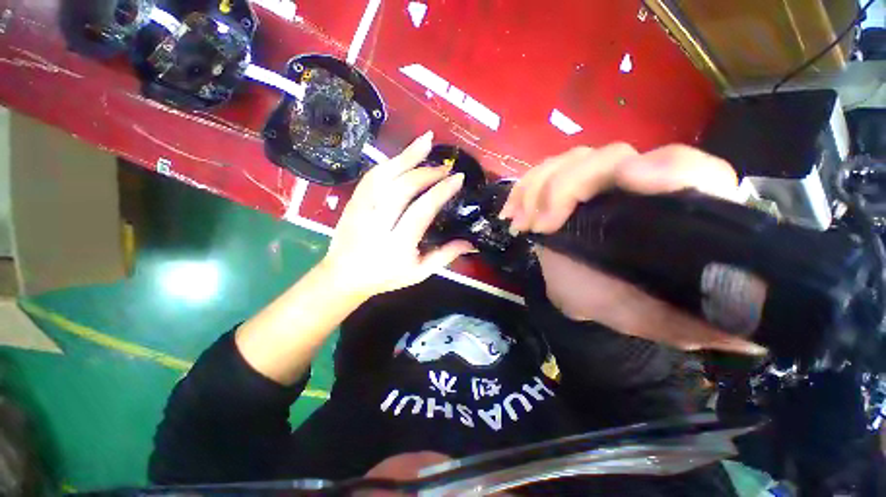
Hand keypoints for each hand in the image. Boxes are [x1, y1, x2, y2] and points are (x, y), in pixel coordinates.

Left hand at [319, 132, 474, 299]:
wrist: (343, 276)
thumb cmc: (385, 277)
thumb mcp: (419, 273)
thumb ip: (445, 256)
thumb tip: (471, 243)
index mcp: (397, 245)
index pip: (422, 210)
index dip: (441, 191)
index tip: (457, 178)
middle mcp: (378, 223)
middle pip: (403, 188)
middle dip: (427, 172)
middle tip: (446, 166)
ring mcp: (361, 209)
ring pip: (384, 176)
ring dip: (407, 156)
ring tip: (426, 142)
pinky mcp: (353, 201)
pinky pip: (371, 176)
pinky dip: (389, 162)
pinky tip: (404, 155)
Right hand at [500, 143, 766, 354]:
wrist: (581, 295)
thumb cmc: (620, 303)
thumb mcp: (662, 320)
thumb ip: (704, 324)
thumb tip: (760, 334)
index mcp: (675, 210)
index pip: (689, 168)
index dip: (664, 167)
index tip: (626, 181)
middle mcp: (638, 185)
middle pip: (611, 156)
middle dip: (569, 185)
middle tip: (543, 225)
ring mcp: (596, 182)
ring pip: (570, 160)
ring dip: (539, 188)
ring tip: (524, 224)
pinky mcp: (564, 187)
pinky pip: (541, 172)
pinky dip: (523, 189)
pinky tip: (512, 213)